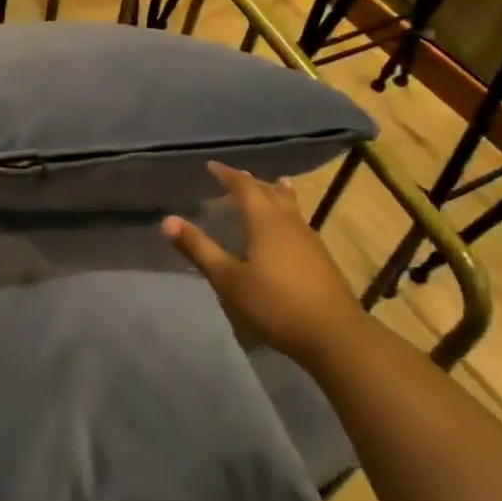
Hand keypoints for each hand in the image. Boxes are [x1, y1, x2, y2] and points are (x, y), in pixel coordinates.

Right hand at [163, 161, 358, 355]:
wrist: (334, 334)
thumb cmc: (275, 304)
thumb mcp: (229, 279)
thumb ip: (199, 249)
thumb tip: (167, 220)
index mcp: (264, 221)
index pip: (243, 187)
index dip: (227, 174)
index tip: (212, 166)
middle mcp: (288, 222)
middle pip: (270, 192)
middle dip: (251, 182)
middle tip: (236, 176)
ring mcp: (308, 239)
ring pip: (290, 205)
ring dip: (276, 193)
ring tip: (274, 184)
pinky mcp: (320, 257)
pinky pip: (298, 221)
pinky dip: (287, 212)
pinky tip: (289, 228)